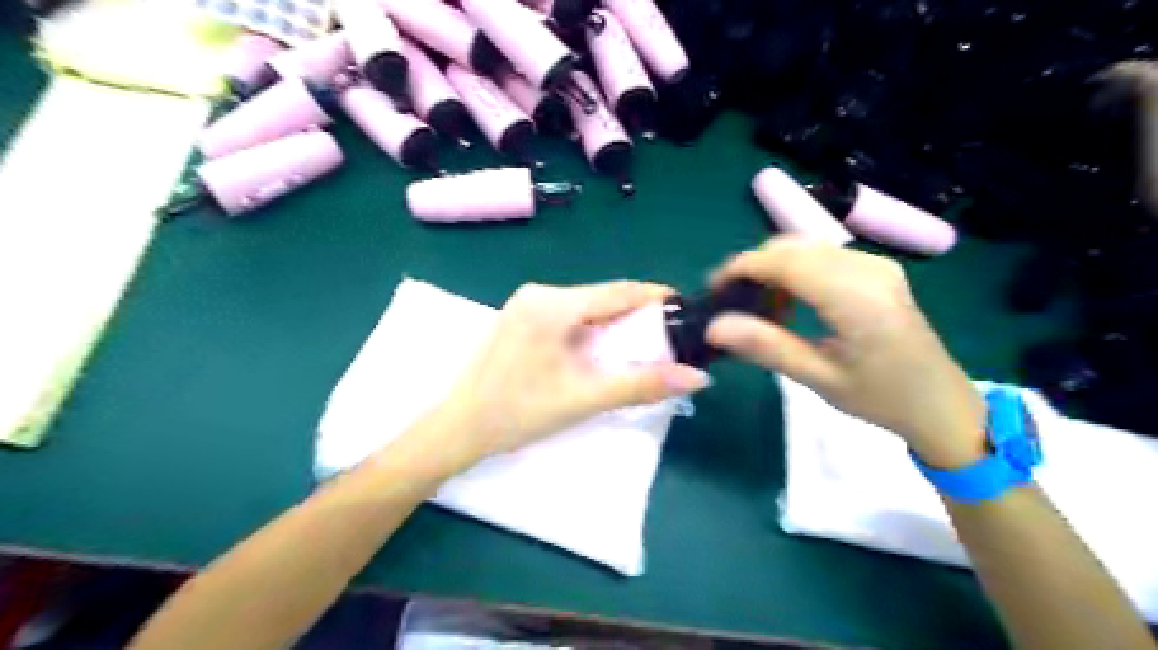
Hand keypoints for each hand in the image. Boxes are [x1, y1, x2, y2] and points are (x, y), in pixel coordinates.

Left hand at [435, 280, 709, 462]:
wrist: (458, 429)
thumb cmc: (518, 413)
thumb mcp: (584, 398)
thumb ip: (641, 385)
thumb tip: (697, 377)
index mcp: (553, 304)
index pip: (618, 291)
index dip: (655, 297)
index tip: (685, 309)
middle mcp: (539, 294)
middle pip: (602, 298)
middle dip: (636, 315)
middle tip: (667, 336)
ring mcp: (525, 305)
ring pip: (585, 307)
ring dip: (614, 324)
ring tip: (641, 346)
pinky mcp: (520, 320)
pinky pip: (567, 317)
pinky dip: (591, 330)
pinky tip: (601, 351)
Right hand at [706, 237, 984, 467]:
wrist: (941, 404)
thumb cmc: (881, 399)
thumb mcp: (820, 379)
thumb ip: (767, 347)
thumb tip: (715, 326)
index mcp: (856, 298)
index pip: (785, 262)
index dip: (742, 268)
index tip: (713, 291)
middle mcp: (867, 269)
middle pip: (793, 246)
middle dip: (754, 267)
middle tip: (732, 303)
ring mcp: (876, 265)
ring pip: (806, 247)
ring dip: (773, 269)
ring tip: (759, 308)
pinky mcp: (877, 269)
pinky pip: (823, 256)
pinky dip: (795, 271)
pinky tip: (789, 303)